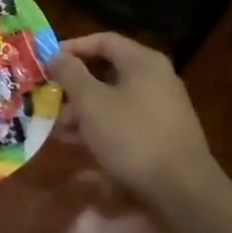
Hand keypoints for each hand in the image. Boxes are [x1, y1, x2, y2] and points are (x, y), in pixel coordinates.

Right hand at [48, 32, 219, 203]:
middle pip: (107, 70)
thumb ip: (70, 74)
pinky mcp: (162, 134)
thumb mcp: (92, 102)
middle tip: (49, 95)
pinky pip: (124, 119)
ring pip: (114, 98)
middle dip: (74, 84)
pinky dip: (101, 125)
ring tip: (56, 125)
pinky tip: (77, 142)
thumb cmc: (132, 136)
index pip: (102, 40)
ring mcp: (162, 107)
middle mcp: (156, 78)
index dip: (72, 47)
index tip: (47, 62)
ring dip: (83, 109)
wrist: (184, 192)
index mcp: (142, 61)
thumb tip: (56, 55)